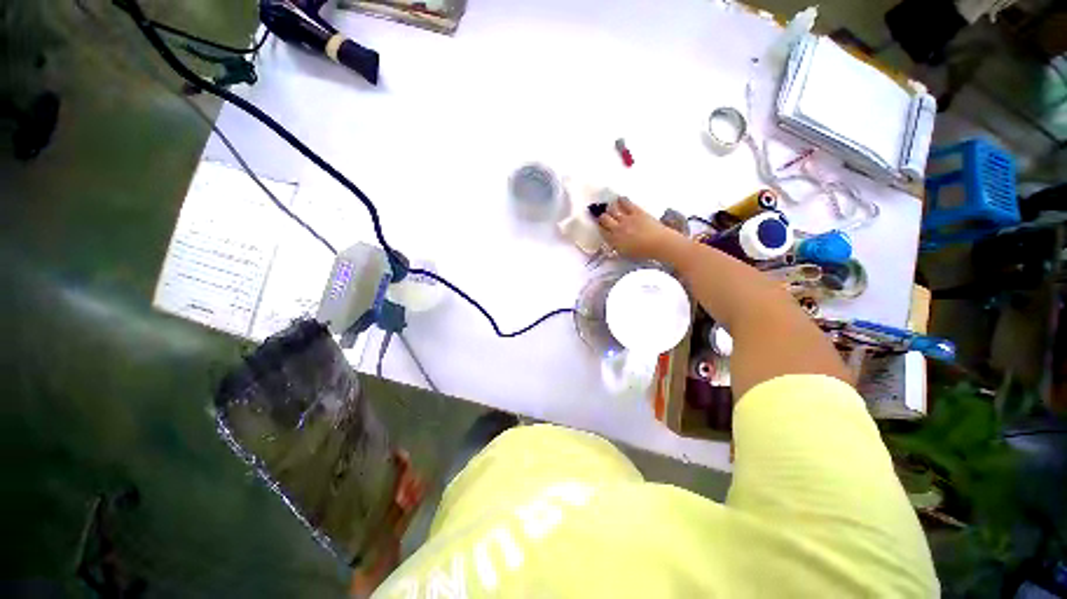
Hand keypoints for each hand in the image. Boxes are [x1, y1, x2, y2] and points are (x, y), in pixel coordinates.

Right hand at [596, 197, 685, 261]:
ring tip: (610, 208)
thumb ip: (617, 247)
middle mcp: (617, 228)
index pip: (602, 231)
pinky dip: (621, 200)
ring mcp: (627, 219)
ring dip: (610, 208)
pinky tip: (619, 199)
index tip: (601, 226)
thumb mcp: (626, 254)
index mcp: (614, 241)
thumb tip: (612, 242)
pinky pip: (626, 203)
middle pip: (604, 219)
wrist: (659, 244)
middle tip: (603, 216)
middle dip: (602, 217)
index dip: (600, 227)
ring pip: (612, 210)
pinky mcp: (636, 212)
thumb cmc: (643, 252)